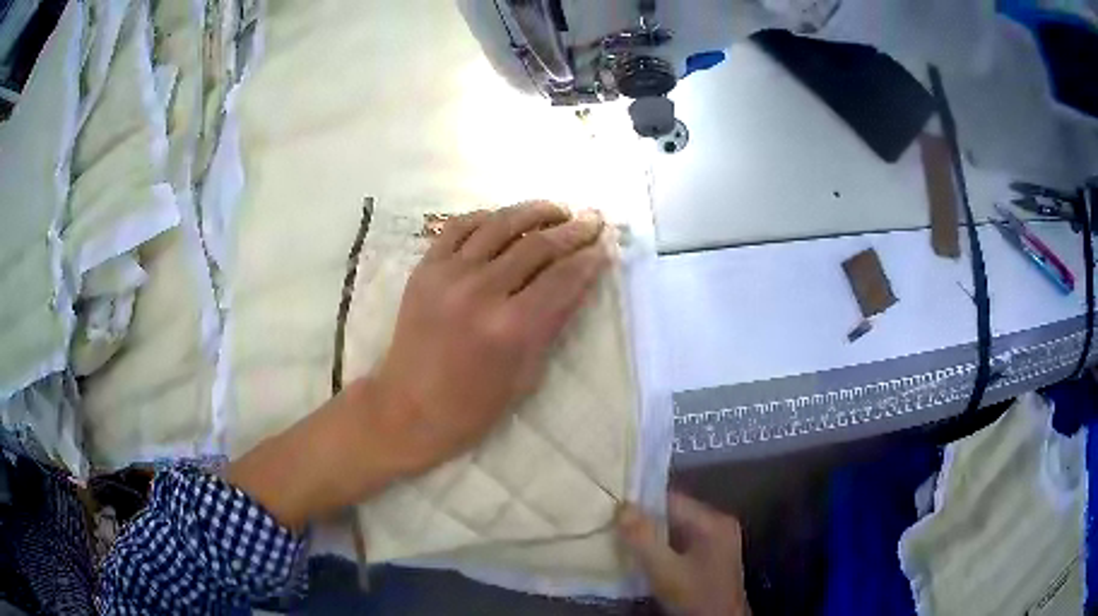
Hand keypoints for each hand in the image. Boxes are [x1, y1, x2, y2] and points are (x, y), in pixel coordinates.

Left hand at [371, 201, 609, 475]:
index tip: (605, 247)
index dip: (590, 259)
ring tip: (557, 209)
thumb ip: (553, 323)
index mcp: (512, 327)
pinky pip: (459, 227)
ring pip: (500, 225)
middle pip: (538, 245)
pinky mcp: (425, 268)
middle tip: (592, 219)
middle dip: (573, 230)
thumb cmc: (474, 405)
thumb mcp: (527, 374)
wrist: (409, 407)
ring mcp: (449, 274)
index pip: (563, 278)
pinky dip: (486, 216)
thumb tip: (578, 282)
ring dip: (535, 211)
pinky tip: (504, 218)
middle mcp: (482, 291)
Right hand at [617, 493, 750, 615]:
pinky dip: (662, 547)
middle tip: (613, 527)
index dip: (641, 503)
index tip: (612, 510)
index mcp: (713, 521)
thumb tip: (622, 507)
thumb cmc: (695, 597)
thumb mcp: (665, 570)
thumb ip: (643, 539)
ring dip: (651, 535)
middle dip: (644, 521)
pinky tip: (644, 557)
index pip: (671, 499)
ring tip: (622, 540)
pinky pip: (681, 543)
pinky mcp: (712, 556)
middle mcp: (718, 524)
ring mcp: (717, 540)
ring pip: (675, 529)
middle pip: (674, 513)